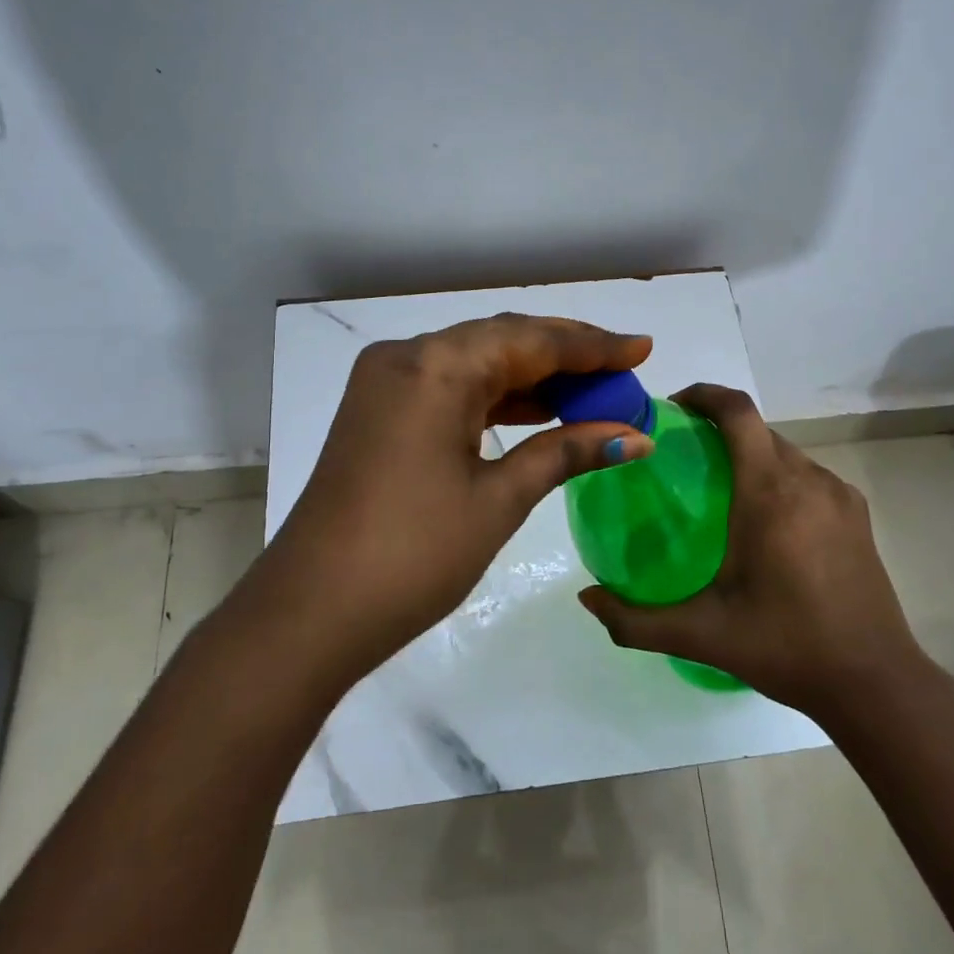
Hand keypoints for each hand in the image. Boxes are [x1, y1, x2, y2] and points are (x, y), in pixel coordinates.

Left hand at [258, 314, 654, 682]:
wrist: (311, 613)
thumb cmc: (414, 554)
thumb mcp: (499, 498)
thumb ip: (567, 451)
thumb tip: (637, 436)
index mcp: (435, 366)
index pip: (530, 340)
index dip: (592, 346)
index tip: (642, 348)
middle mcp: (407, 358)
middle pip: (502, 341)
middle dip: (566, 358)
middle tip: (623, 373)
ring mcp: (386, 384)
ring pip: (475, 363)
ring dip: (532, 378)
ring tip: (592, 394)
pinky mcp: (379, 413)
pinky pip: (450, 389)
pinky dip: (495, 398)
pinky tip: (537, 412)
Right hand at [578, 383, 923, 720]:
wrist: (875, 681)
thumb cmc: (785, 647)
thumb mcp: (702, 635)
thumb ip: (635, 619)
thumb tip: (586, 600)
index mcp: (770, 493)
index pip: (737, 412)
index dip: (703, 394)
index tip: (672, 408)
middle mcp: (808, 479)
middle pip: (758, 429)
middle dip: (719, 428)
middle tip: (682, 457)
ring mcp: (839, 495)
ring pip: (785, 451)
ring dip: (750, 454)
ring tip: (720, 489)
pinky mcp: (857, 514)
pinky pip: (808, 475)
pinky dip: (779, 477)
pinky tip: (765, 521)